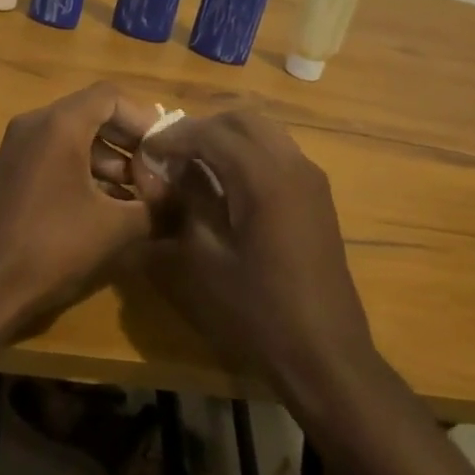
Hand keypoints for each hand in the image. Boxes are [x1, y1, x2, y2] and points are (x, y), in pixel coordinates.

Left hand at [0, 83, 159, 345]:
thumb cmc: (49, 247)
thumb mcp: (113, 228)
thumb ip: (156, 209)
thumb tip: (185, 203)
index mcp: (59, 124)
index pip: (111, 97)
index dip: (145, 120)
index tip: (167, 151)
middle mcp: (36, 124)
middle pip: (94, 114)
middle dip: (130, 142)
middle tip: (159, 173)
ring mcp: (19, 148)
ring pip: (75, 137)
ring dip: (111, 161)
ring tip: (141, 196)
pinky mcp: (12, 173)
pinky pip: (57, 156)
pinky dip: (86, 172)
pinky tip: (110, 207)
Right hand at [133, 110, 374, 399]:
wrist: (326, 354)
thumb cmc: (259, 313)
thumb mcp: (205, 262)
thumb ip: (185, 205)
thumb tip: (167, 173)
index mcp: (265, 178)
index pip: (212, 133)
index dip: (175, 136)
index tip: (148, 149)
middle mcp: (292, 164)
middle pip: (241, 119)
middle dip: (202, 127)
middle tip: (170, 151)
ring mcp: (310, 177)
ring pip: (263, 130)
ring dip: (227, 136)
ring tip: (195, 162)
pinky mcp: (317, 194)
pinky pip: (278, 150)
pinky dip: (248, 150)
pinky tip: (228, 181)